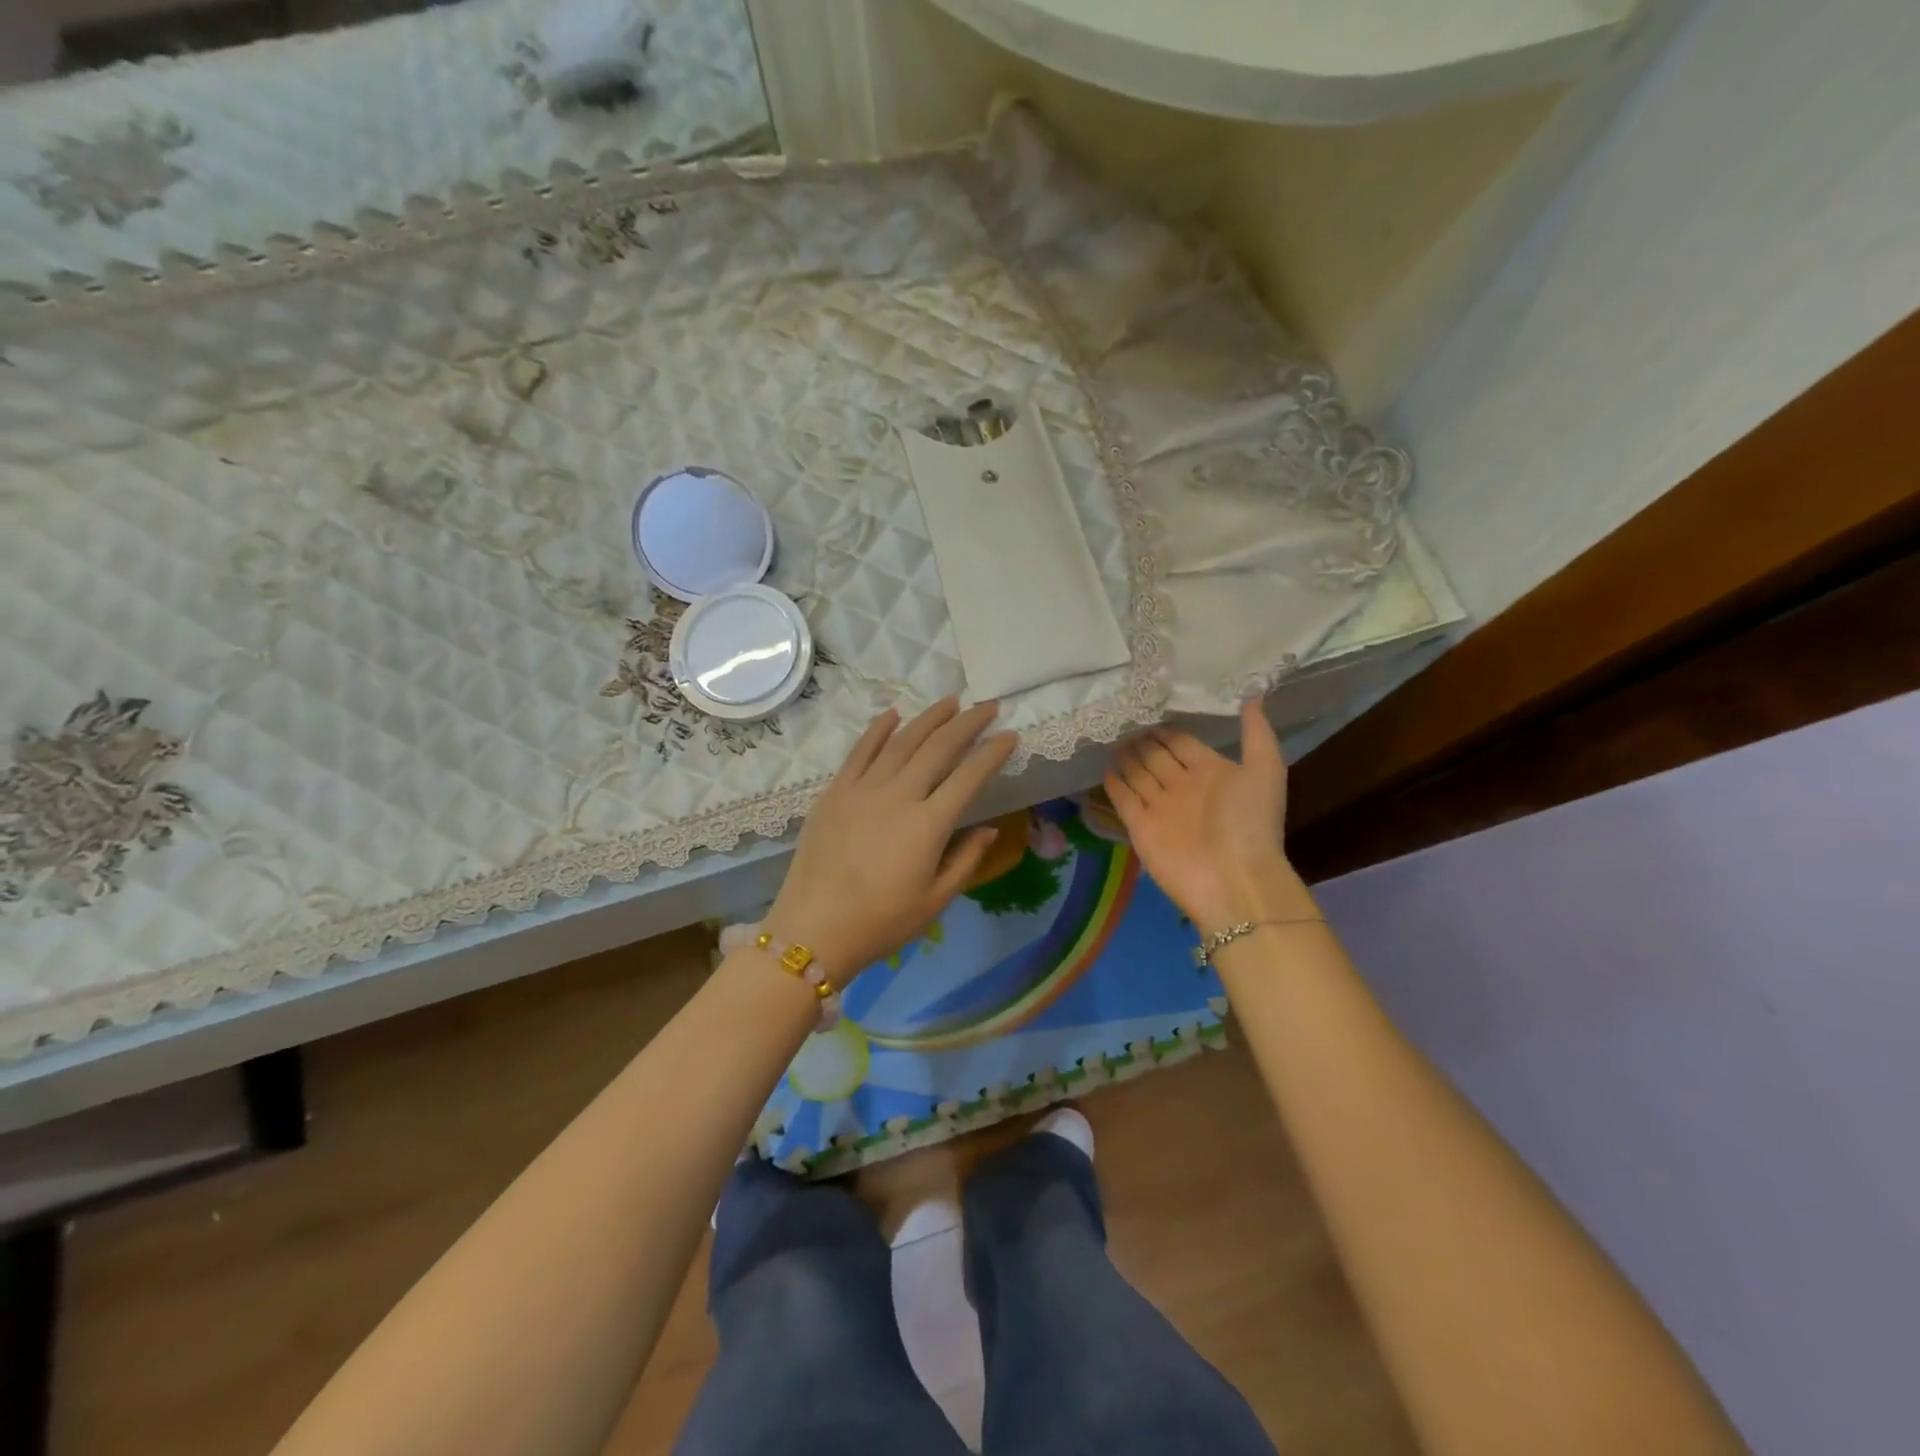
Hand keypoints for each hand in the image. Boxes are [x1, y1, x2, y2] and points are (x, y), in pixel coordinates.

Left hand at [765, 698, 1017, 983]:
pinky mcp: (835, 791)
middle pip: (938, 747)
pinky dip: (879, 729)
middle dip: (967, 723)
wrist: (813, 929)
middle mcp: (898, 795)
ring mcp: (863, 789)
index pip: (969, 776)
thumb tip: (987, 828)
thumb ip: (966, 859)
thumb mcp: (935, 900)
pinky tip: (894, 714)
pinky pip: (860, 750)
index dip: (993, 753)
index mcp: (928, 824)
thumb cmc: (881, 923)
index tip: (1010, 735)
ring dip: (929, 718)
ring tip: (951, 701)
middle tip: (988, 706)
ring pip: (902, 741)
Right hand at [1105, 699, 1298, 933]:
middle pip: (1157, 757)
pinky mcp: (1140, 826)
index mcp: (1212, 772)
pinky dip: (1114, 785)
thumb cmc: (1249, 822)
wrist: (1233, 879)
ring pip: (1139, 775)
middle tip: (1121, 718)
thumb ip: (1256, 733)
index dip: (1168, 728)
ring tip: (1109, 737)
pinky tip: (1104, 768)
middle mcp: (1183, 787)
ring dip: (1126, 758)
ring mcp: (1160, 807)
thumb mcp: (1265, 770)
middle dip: (1142, 740)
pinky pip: (1124, 800)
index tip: (1149, 707)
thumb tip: (1253, 694)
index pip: (1183, 743)